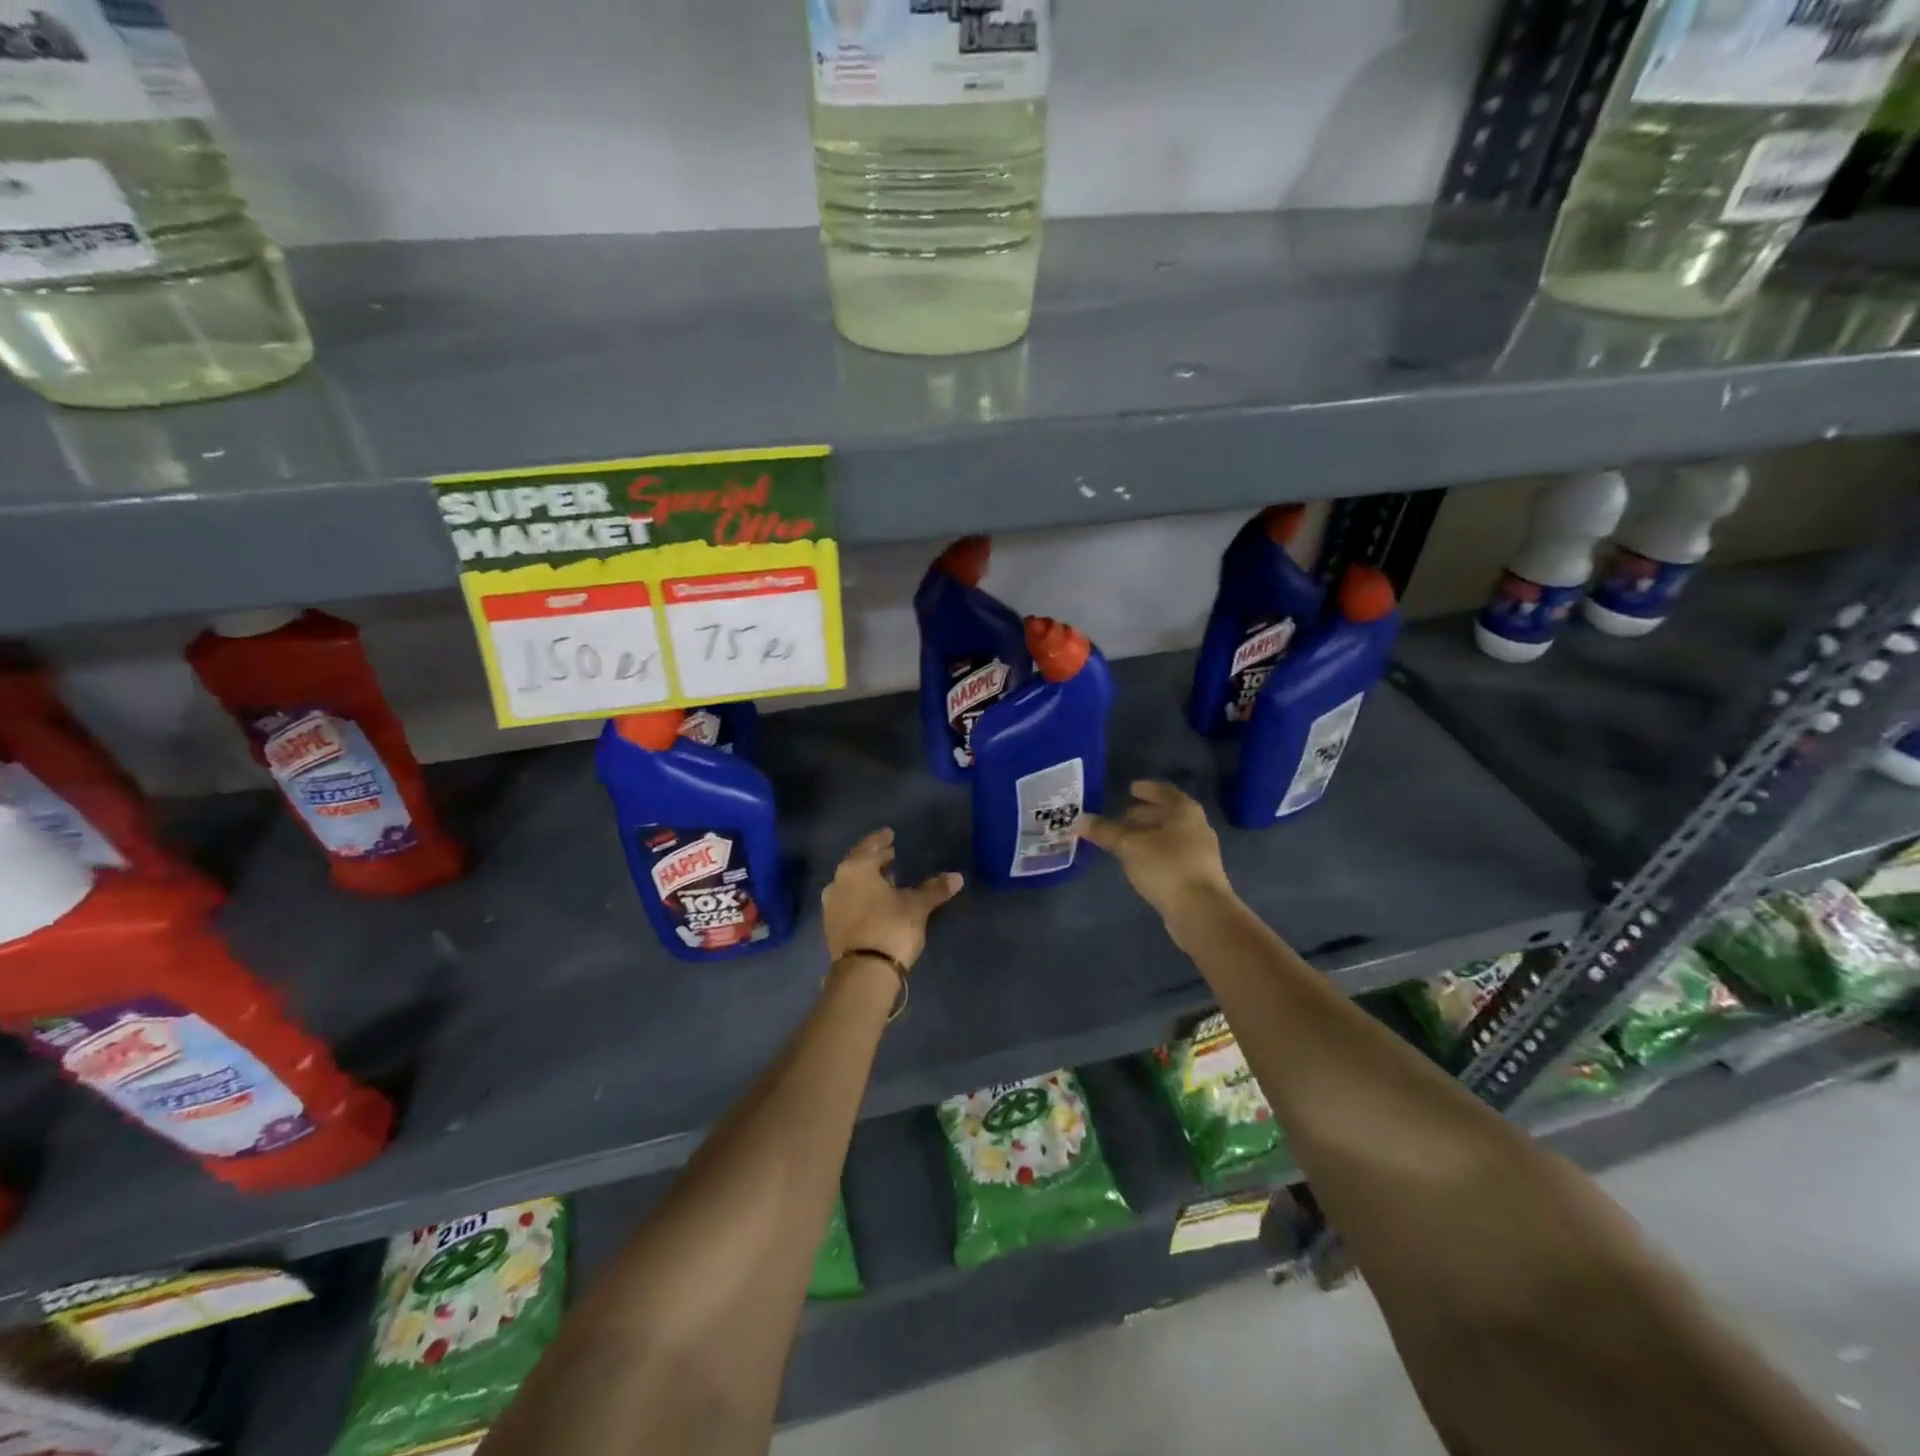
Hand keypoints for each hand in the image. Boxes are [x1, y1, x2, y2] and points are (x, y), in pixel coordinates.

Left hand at [821, 828, 963, 972]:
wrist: (863, 973)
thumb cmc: (890, 927)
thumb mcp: (917, 906)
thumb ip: (934, 889)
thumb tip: (957, 877)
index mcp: (856, 869)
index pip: (869, 846)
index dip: (881, 839)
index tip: (889, 834)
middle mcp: (838, 882)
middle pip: (857, 863)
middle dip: (874, 858)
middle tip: (890, 854)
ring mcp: (831, 906)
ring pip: (851, 884)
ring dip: (867, 879)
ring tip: (886, 879)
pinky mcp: (831, 927)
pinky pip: (848, 902)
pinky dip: (861, 897)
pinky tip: (875, 902)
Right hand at [1078, 781, 1232, 920]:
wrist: (1201, 911)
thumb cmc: (1167, 866)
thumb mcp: (1130, 845)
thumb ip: (1106, 831)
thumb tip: (1079, 820)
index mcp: (1185, 812)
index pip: (1166, 792)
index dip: (1148, 789)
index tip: (1131, 788)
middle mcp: (1197, 828)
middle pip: (1168, 815)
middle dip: (1145, 814)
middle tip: (1122, 815)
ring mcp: (1200, 854)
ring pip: (1169, 837)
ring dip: (1148, 835)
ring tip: (1125, 839)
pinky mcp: (1196, 877)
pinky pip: (1171, 856)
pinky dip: (1153, 853)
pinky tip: (1138, 862)